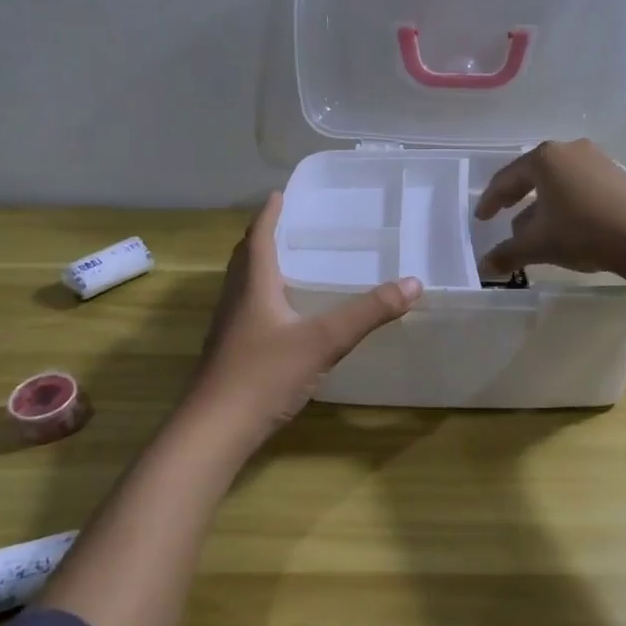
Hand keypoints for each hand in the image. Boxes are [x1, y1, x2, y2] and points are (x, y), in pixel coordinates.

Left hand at [188, 191, 421, 436]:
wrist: (214, 431)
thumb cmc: (264, 375)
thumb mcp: (323, 341)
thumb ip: (367, 313)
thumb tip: (412, 283)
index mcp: (253, 287)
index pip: (258, 239)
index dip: (269, 215)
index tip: (279, 194)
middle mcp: (235, 302)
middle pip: (244, 260)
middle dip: (262, 239)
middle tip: (285, 226)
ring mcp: (227, 331)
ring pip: (242, 288)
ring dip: (259, 270)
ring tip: (285, 266)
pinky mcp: (228, 356)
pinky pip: (245, 313)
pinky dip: (261, 301)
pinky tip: (279, 319)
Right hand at [474, 139, 625, 278]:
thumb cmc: (583, 231)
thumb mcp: (539, 245)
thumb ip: (507, 253)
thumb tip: (484, 267)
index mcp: (544, 158)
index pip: (506, 179)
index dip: (490, 200)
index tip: (481, 218)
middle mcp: (569, 151)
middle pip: (533, 176)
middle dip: (518, 200)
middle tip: (505, 217)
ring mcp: (598, 160)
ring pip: (559, 182)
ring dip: (544, 205)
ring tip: (537, 229)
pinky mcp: (619, 175)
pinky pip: (581, 187)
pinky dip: (567, 204)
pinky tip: (569, 227)